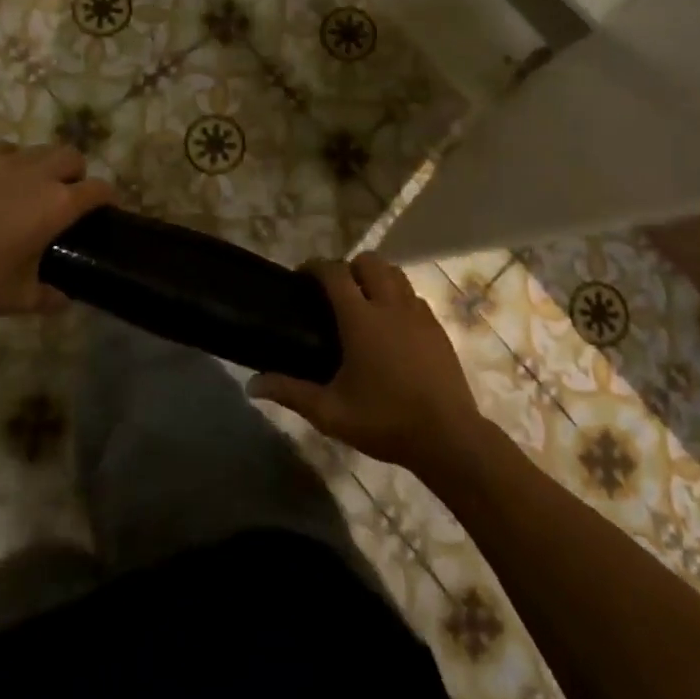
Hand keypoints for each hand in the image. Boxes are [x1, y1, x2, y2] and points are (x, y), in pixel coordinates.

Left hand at [0, 143, 113, 319]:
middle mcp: (39, 174)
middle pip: (72, 156)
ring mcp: (5, 162)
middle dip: (76, 173)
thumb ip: (48, 298)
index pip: (99, 189)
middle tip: (65, 197)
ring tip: (31, 187)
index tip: (105, 209)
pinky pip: (5, 149)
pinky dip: (11, 160)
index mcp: (59, 204)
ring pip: (40, 149)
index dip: (108, 198)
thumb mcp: (19, 298)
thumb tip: (64, 300)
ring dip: (45, 164)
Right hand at [248, 254, 482, 471]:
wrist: (447, 436)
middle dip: (349, 266)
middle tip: (335, 292)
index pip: (334, 272)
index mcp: (360, 318)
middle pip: (369, 261)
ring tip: (364, 302)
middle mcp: (390, 304)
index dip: (315, 266)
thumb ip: (291, 392)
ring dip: (376, 276)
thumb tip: (252, 385)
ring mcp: (418, 313)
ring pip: (395, 273)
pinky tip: (392, 326)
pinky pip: (413, 295)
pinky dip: (398, 297)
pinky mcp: (437, 326)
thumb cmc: (384, 421)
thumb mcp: (330, 412)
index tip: (302, 275)